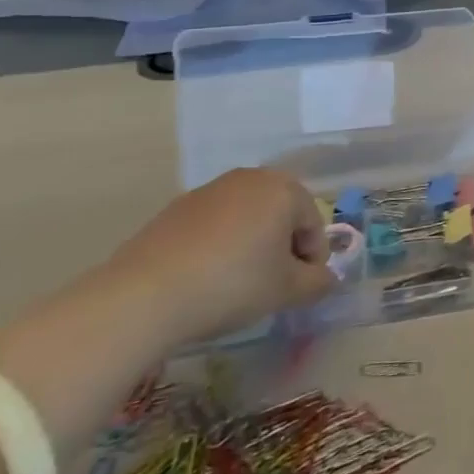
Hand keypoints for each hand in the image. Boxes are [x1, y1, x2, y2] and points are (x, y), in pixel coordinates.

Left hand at [101, 169, 333, 350]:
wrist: (145, 295)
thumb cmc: (233, 284)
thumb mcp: (286, 290)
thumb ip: (318, 282)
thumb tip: (328, 279)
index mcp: (284, 188)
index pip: (314, 224)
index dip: (313, 260)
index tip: (300, 291)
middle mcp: (250, 178)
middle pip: (282, 215)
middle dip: (283, 248)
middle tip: (273, 286)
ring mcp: (209, 190)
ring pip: (247, 219)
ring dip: (252, 246)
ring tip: (238, 285)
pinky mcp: (175, 209)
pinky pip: (214, 227)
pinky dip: (220, 247)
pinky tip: (206, 279)